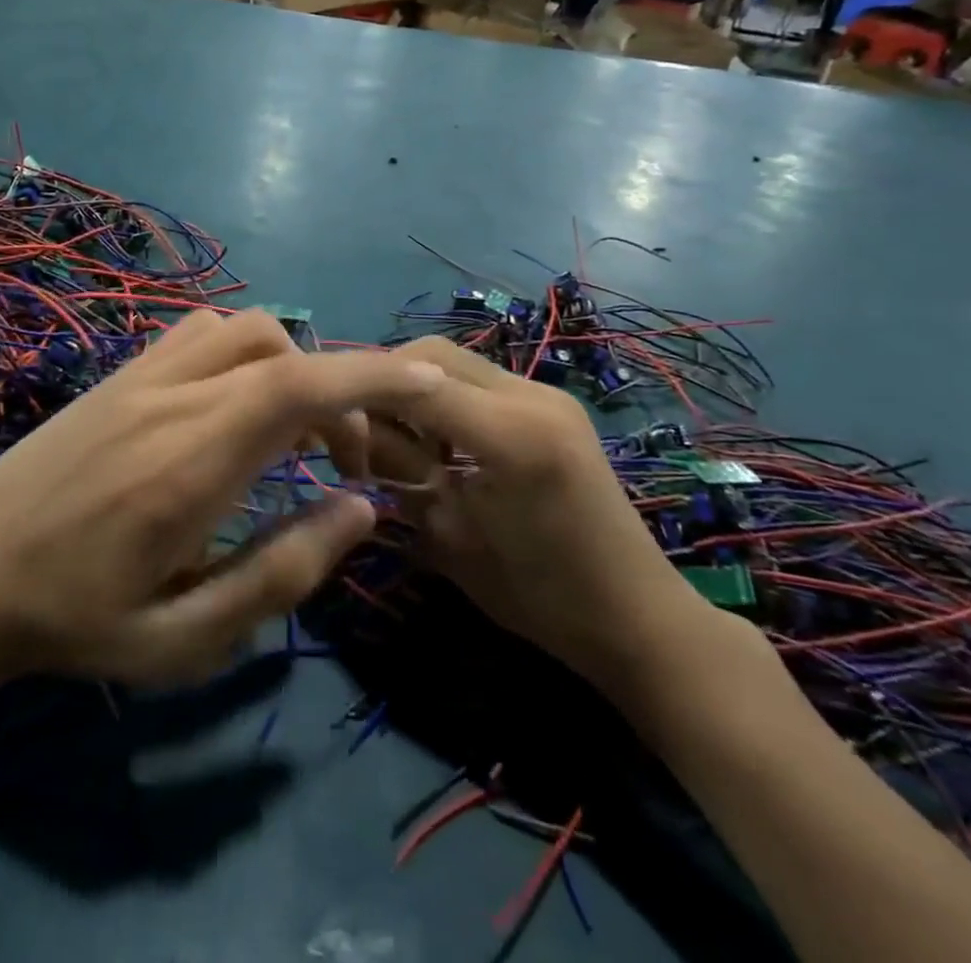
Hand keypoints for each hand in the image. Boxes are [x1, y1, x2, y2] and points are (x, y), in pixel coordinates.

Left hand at [0, 310, 441, 686]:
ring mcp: (138, 376)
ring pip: (242, 329)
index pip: (298, 386)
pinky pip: (198, 333)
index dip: (371, 374)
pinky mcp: (118, 374)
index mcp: (192, 462)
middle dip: (340, 388)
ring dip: (289, 365)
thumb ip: (283, 573)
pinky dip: (243, 353)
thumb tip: (359, 509)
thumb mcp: (186, 637)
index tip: (426, 382)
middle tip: (343, 461)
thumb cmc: (75, 621)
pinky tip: (234, 408)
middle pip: (279, 348)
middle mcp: (170, 398)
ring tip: (291, 430)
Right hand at [371, 337, 717, 698]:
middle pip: (432, 354)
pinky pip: (481, 381)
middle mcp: (531, 395)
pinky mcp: (553, 404)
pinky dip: (447, 399)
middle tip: (367, 436)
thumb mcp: (450, 538)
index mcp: (511, 434)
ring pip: (455, 361)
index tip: (334, 433)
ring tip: (404, 443)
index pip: (414, 383)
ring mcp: (547, 394)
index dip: (364, 398)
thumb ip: (400, 470)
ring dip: (416, 390)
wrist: (635, 616)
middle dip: (387, 386)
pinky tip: (444, 445)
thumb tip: (355, 427)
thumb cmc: (538, 596)